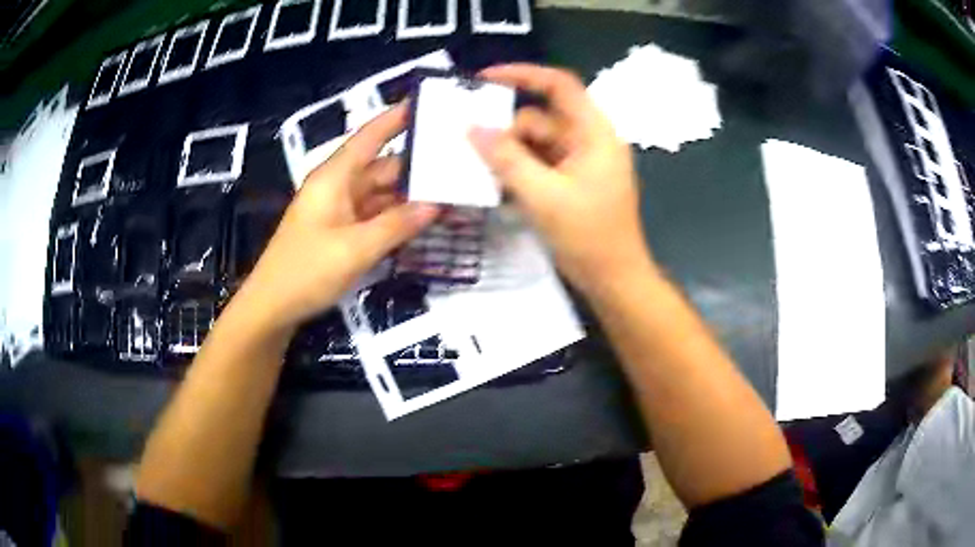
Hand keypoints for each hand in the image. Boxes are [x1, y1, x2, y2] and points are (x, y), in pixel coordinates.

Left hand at [239, 104, 438, 333]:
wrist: (272, 308)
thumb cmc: (306, 271)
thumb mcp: (355, 248)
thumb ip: (397, 225)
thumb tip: (437, 204)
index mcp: (334, 177)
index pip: (369, 137)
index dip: (396, 118)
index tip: (428, 104)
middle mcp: (338, 187)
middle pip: (382, 167)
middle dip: (417, 166)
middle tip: (459, 162)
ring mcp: (339, 211)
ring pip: (381, 194)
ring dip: (410, 195)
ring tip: (452, 191)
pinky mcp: (341, 232)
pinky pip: (375, 216)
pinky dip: (397, 217)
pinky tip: (425, 220)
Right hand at [469, 64, 653, 295]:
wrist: (613, 278)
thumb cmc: (588, 235)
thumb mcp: (543, 196)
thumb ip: (506, 159)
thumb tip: (471, 129)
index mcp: (593, 132)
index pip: (559, 85)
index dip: (522, 74)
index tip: (483, 80)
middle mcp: (586, 139)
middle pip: (539, 118)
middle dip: (505, 131)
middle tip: (468, 147)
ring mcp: (578, 161)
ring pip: (534, 143)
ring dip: (507, 155)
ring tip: (477, 171)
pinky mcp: (569, 181)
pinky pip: (537, 164)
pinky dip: (516, 171)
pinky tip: (494, 185)